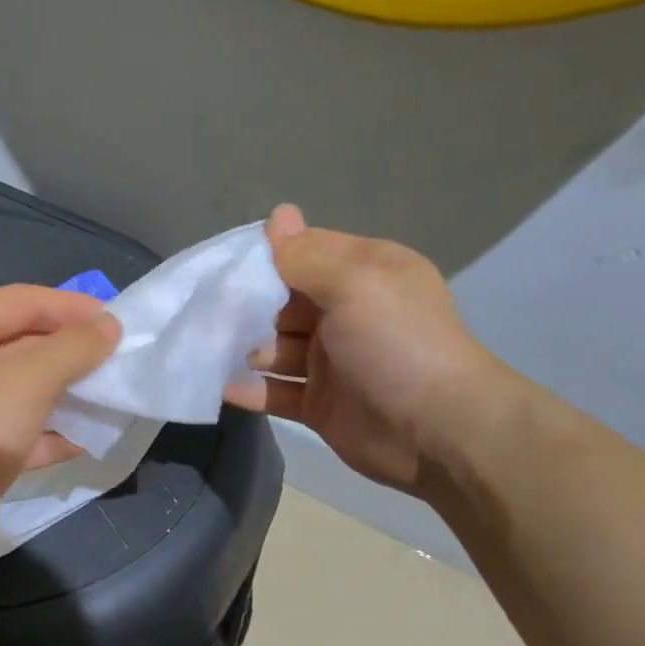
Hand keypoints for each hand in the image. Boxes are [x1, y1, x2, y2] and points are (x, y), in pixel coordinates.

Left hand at [0, 284, 118, 547]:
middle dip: (72, 352)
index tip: (119, 324)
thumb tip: (108, 326)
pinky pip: (18, 430)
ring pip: (23, 390)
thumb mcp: (32, 377)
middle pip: (24, 343)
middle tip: (116, 362)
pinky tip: (83, 442)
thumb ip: (75, 347)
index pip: (26, 300)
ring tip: (107, 399)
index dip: (74, 308)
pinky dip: (48, 434)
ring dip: (65, 394)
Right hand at [231, 205, 504, 495]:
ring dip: (245, 348)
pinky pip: (277, 392)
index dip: (266, 258)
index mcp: (363, 274)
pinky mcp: (320, 404)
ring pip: (276, 348)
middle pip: (284, 302)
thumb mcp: (354, 284)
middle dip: (247, 306)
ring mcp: (332, 362)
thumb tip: (277, 215)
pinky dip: (251, 390)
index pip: (305, 253)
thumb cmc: (396, 344)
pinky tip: (220, 387)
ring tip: (209, 350)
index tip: (223, 267)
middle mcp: (346, 313)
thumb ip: (307, 256)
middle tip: (207, 314)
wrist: (436, 431)